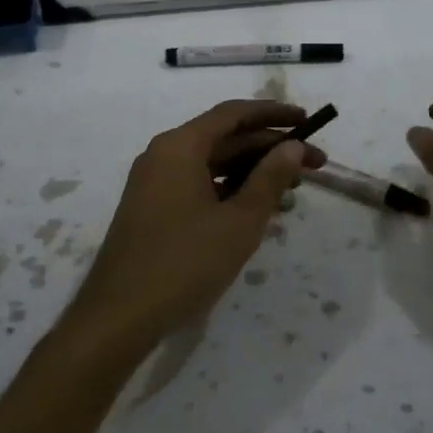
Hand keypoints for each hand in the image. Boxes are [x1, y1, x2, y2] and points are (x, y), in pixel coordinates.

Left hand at [66, 101, 326, 357]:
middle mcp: (164, 155)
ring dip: (254, 173)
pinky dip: (231, 191)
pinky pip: (200, 185)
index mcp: (180, 146)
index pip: (234, 114)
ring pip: (214, 164)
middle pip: (225, 138)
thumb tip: (293, 147)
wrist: (118, 318)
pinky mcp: (154, 209)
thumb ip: (270, 178)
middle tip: (314, 164)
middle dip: (271, 149)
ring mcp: (156, 183)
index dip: (274, 114)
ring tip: (294, 191)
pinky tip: (259, 211)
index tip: (308, 121)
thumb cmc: (184, 263)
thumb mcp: (239, 221)